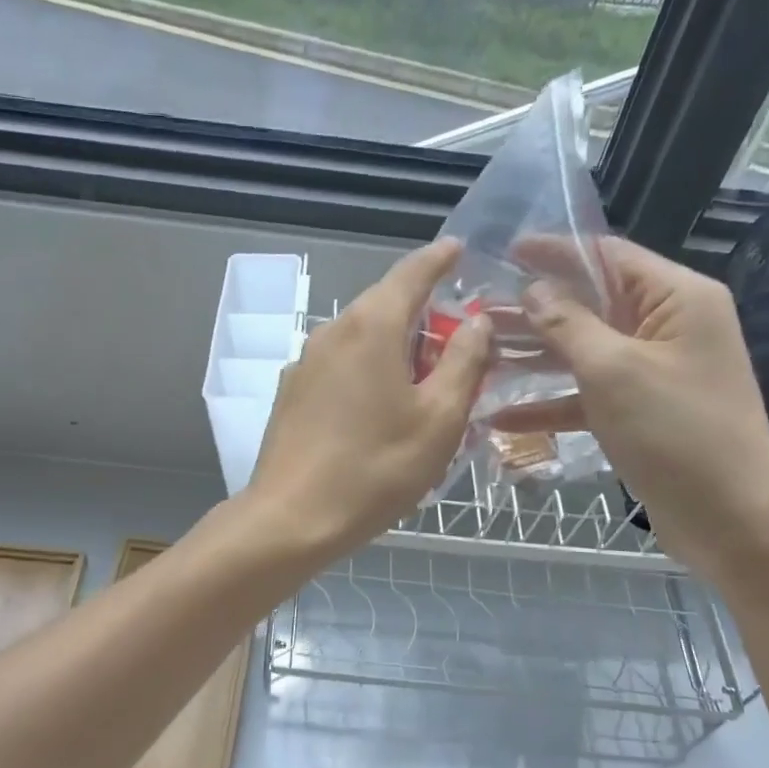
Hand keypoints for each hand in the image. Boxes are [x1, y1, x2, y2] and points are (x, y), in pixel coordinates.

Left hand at [245, 240, 490, 557]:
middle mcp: (333, 331)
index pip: (412, 273)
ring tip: (426, 384)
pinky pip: (341, 366)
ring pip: (362, 339)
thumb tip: (476, 320)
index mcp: (372, 326)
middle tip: (460, 343)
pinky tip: (381, 409)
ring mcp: (305, 363)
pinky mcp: (291, 393)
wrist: (292, 518)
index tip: (459, 249)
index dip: (440, 259)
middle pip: (385, 306)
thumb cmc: (376, 468)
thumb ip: (464, 361)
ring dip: (397, 349)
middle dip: (424, 316)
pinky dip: (369, 371)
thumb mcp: (439, 418)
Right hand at [495, 237, 768, 584]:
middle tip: (478, 312)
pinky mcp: (641, 412)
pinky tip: (501, 420)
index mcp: (677, 299)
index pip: (608, 257)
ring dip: (535, 357)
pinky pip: (588, 396)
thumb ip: (569, 324)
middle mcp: (668, 326)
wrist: (728, 518)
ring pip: (584, 351)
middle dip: (535, 310)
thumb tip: (535, 290)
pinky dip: (551, 404)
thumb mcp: (614, 371)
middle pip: (591, 304)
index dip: (556, 252)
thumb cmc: (675, 432)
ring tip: (481, 356)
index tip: (505, 251)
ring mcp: (653, 371)